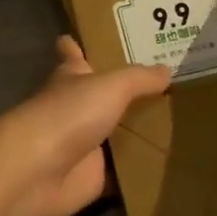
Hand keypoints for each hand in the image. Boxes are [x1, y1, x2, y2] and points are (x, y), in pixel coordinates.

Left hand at [0, 37, 169, 215]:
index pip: (72, 54)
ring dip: (134, 132)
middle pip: (98, 96)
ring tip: (175, 123)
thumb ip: (138, 79)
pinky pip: (119, 174)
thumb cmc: (69, 114)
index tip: (84, 37)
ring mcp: (82, 144)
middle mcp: (75, 108)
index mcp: (71, 77)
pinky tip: (164, 168)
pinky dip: (136, 172)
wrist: (40, 170)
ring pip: (111, 134)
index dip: (75, 46)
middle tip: (160, 85)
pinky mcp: (91, 178)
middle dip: (120, 92)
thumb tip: (167, 68)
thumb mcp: (110, 87)